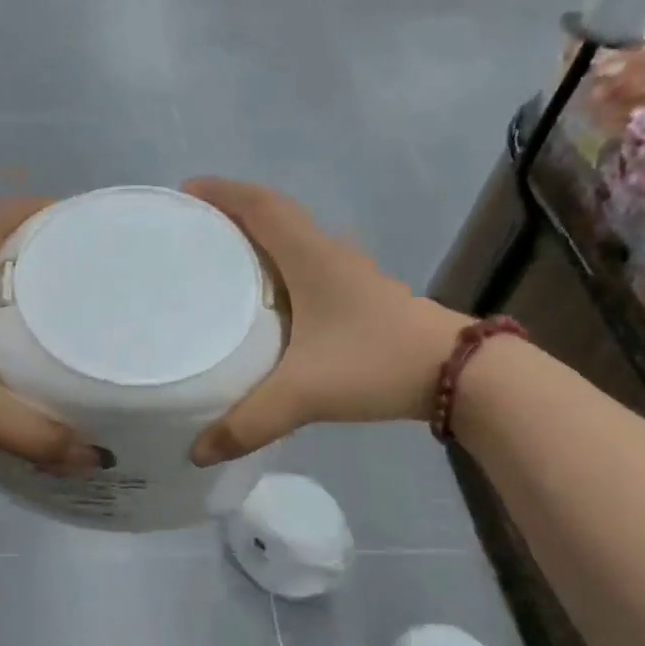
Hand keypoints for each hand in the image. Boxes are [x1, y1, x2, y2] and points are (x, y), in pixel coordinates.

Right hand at [184, 178, 469, 465]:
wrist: (459, 373)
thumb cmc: (375, 362)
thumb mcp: (304, 393)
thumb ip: (249, 422)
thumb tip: (197, 453)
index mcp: (310, 256)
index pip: (260, 206)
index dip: (221, 192)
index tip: (185, 192)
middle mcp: (328, 254)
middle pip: (275, 215)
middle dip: (233, 212)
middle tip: (195, 229)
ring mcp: (350, 274)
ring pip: (296, 240)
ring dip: (259, 239)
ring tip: (222, 260)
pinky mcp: (361, 297)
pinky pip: (309, 266)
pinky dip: (281, 268)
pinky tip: (269, 302)